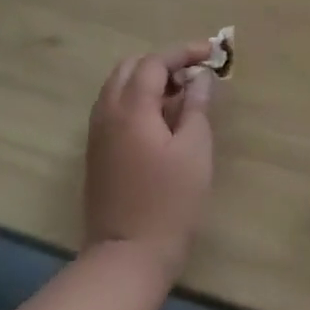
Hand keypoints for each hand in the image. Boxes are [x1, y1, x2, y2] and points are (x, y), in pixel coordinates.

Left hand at [82, 42, 215, 284]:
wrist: (127, 257)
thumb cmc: (169, 202)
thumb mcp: (195, 150)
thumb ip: (196, 106)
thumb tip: (199, 78)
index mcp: (131, 108)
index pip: (154, 62)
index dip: (183, 53)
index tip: (212, 52)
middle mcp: (107, 113)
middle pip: (131, 68)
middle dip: (163, 63)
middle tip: (194, 76)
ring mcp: (97, 134)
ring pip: (118, 87)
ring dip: (148, 81)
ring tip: (181, 96)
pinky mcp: (97, 153)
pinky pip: (114, 108)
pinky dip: (137, 100)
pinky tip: (161, 120)